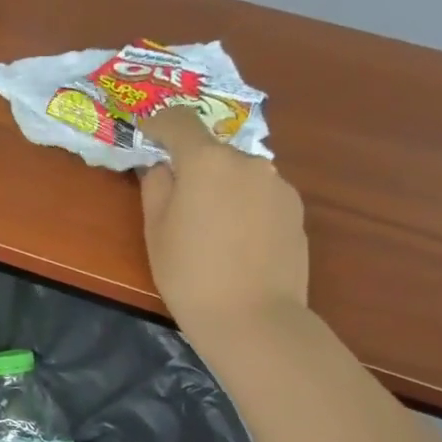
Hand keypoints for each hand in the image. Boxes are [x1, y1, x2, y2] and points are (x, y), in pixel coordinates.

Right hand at [139, 106, 309, 345]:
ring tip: (211, 231)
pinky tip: (237, 244)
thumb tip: (163, 168)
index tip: (145, 131)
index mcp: (207, 161)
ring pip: (239, 175)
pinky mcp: (296, 211)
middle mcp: (248, 162)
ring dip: (222, 189)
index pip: (180, 122)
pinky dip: (244, 208)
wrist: (254, 319)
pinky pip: (260, 197)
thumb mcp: (156, 231)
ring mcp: (278, 185)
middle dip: (193, 168)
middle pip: (213, 152)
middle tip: (177, 202)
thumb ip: (156, 188)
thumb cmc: (190, 275)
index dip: (159, 122)